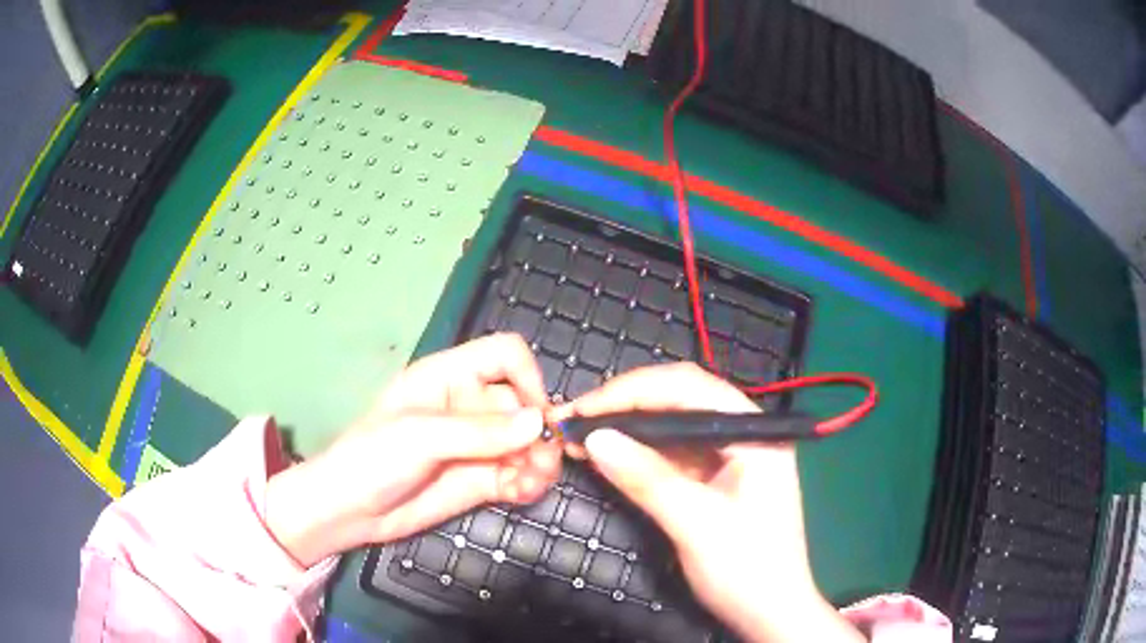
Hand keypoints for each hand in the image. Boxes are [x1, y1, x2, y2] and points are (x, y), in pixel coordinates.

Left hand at [266, 334, 562, 566]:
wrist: (349, 511)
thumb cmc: (372, 458)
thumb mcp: (420, 436)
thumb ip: (479, 431)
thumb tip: (538, 423)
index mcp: (449, 377)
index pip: (504, 356)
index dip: (528, 377)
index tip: (538, 414)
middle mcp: (469, 406)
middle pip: (523, 404)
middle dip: (539, 431)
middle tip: (542, 460)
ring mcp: (477, 446)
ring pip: (527, 444)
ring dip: (539, 461)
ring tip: (532, 481)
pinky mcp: (481, 480)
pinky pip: (519, 475)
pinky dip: (530, 483)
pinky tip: (522, 493)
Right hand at [552, 363, 861, 642]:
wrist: (769, 613)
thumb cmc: (747, 569)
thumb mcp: (696, 525)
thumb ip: (647, 480)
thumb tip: (593, 439)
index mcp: (755, 432)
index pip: (691, 388)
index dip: (634, 391)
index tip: (585, 407)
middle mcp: (743, 434)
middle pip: (680, 400)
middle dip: (625, 405)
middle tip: (574, 418)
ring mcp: (729, 456)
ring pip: (671, 427)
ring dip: (627, 429)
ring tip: (580, 435)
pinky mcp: (713, 479)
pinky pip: (671, 455)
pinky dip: (637, 454)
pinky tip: (608, 457)